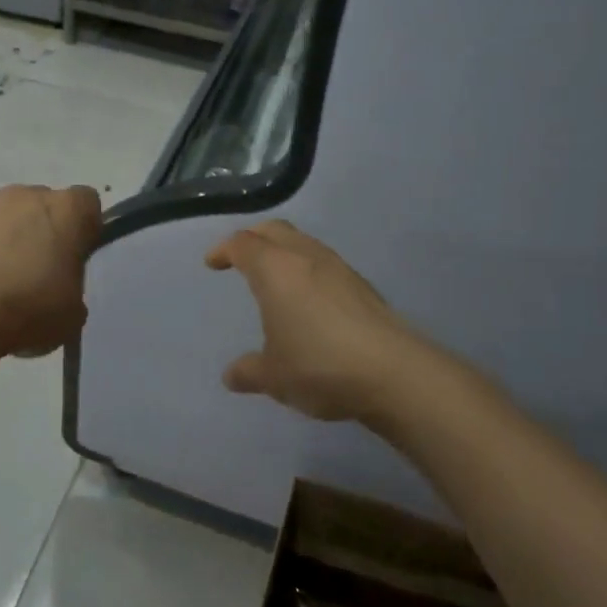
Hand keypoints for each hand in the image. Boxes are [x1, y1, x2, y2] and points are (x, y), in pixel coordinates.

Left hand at [0, 184, 102, 356]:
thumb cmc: (33, 306)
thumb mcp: (73, 311)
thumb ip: (72, 288)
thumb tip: (58, 290)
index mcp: (66, 209)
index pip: (87, 203)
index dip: (83, 228)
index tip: (76, 256)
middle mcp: (25, 195)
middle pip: (42, 205)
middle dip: (42, 231)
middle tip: (38, 273)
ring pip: (3, 218)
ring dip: (6, 240)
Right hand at [206, 220, 435, 425]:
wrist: (394, 372)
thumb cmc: (319, 365)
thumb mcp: (274, 376)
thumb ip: (249, 371)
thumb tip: (231, 375)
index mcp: (274, 269)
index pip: (242, 244)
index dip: (223, 250)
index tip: (213, 263)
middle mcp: (305, 257)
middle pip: (273, 230)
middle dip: (253, 238)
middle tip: (240, 256)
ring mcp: (338, 267)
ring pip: (303, 243)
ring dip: (283, 251)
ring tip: (275, 276)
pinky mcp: (362, 285)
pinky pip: (324, 262)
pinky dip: (307, 268)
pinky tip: (309, 298)